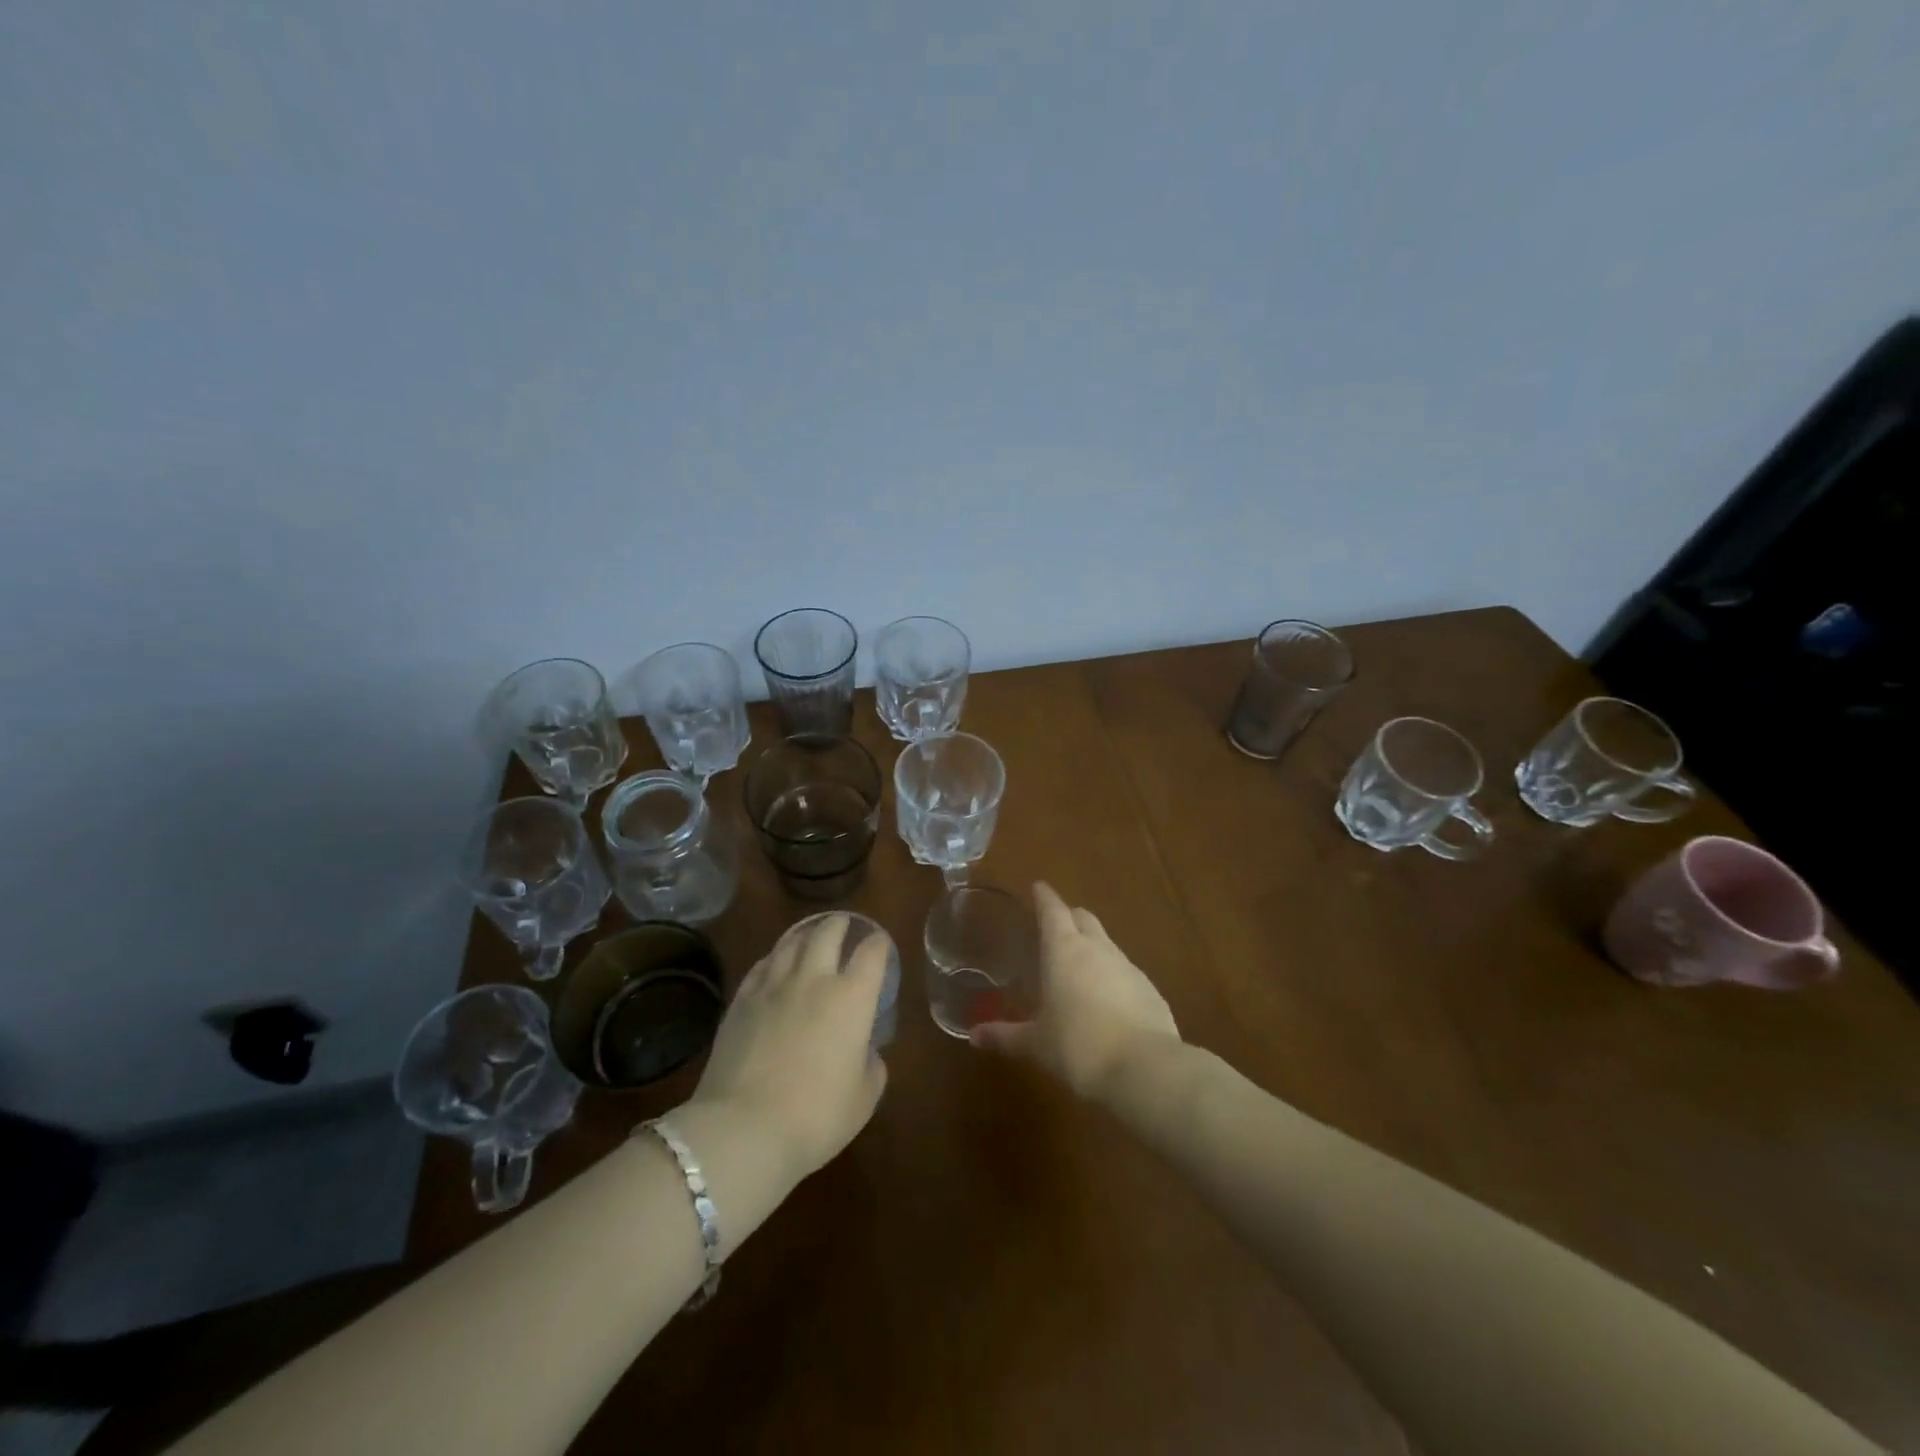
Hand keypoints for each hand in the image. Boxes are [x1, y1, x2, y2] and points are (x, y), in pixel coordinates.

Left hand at [686, 915, 888, 1181]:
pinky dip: (775, 957)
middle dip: (841, 924)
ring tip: (810, 935)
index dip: (879, 944)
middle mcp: (815, 979)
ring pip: (792, 942)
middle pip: (828, 933)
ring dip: (806, 933)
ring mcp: (774, 986)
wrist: (744, 1129)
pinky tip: (775, 962)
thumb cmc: (816, 1116)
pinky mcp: (741, 999)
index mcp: (853, 998)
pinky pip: (762, 964)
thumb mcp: (864, 1098)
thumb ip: (872, 1065)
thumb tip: (864, 1050)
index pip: (871, 953)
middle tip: (844, 924)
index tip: (880, 945)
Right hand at [971, 882, 1180, 1101]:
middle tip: (1055, 925)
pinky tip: (1106, 1000)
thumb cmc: (1078, 1047)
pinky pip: (1125, 972)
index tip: (1038, 887)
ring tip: (1078, 966)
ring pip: (1107, 943)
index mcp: (1064, 950)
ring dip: (1092, 947)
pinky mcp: (1150, 990)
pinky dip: (1112, 976)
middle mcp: (1097, 949)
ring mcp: (1128, 967)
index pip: (1053, 910)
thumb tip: (974, 1035)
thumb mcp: (1036, 1044)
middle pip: (1083, 918)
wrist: (1145, 1069)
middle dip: (1069, 916)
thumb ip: (1005, 1036)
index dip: (1044, 897)